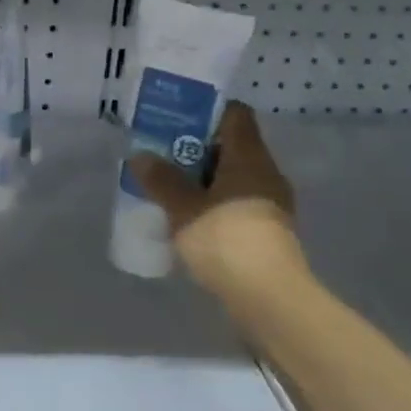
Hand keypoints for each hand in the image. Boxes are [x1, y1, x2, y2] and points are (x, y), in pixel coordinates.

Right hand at [126, 101, 311, 303]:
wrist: (269, 299)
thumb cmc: (226, 240)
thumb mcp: (183, 208)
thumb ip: (162, 180)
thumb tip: (141, 156)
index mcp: (249, 157)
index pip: (235, 114)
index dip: (206, 111)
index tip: (175, 117)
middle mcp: (265, 173)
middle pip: (231, 146)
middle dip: (195, 148)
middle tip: (160, 153)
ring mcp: (269, 204)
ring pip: (232, 178)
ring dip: (202, 179)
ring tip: (167, 186)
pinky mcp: (266, 232)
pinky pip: (235, 204)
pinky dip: (212, 204)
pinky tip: (188, 219)